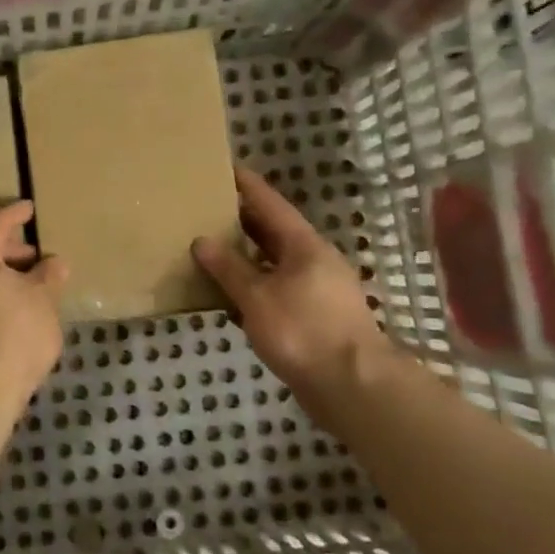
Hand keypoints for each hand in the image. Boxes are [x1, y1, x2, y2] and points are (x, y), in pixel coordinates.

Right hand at [192, 166, 387, 390]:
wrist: (352, 386)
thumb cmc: (304, 331)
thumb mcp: (257, 297)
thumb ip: (229, 268)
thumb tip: (202, 241)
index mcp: (304, 246)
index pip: (271, 204)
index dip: (247, 185)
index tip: (225, 167)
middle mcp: (312, 261)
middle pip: (272, 232)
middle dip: (241, 221)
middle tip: (206, 209)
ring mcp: (315, 291)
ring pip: (272, 264)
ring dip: (244, 258)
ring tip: (209, 250)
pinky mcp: (312, 319)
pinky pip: (275, 292)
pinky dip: (251, 288)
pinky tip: (228, 297)